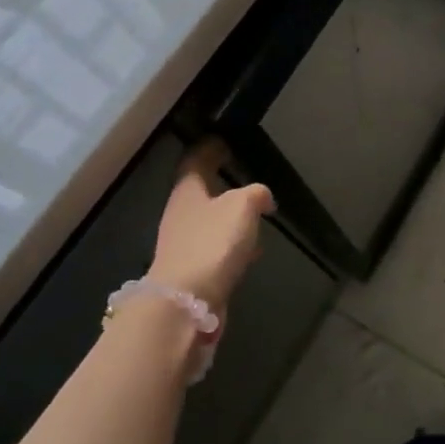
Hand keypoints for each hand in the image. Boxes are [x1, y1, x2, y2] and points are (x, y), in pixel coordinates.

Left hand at [147, 140, 274, 327]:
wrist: (187, 302)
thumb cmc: (212, 243)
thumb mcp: (242, 206)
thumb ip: (256, 193)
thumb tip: (263, 196)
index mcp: (188, 192)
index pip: (195, 161)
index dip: (208, 149)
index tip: (222, 140)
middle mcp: (181, 215)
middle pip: (200, 192)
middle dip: (220, 184)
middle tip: (243, 177)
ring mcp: (184, 245)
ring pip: (210, 221)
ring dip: (229, 217)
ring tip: (255, 214)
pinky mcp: (193, 271)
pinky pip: (216, 248)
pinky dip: (233, 244)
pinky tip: (250, 249)